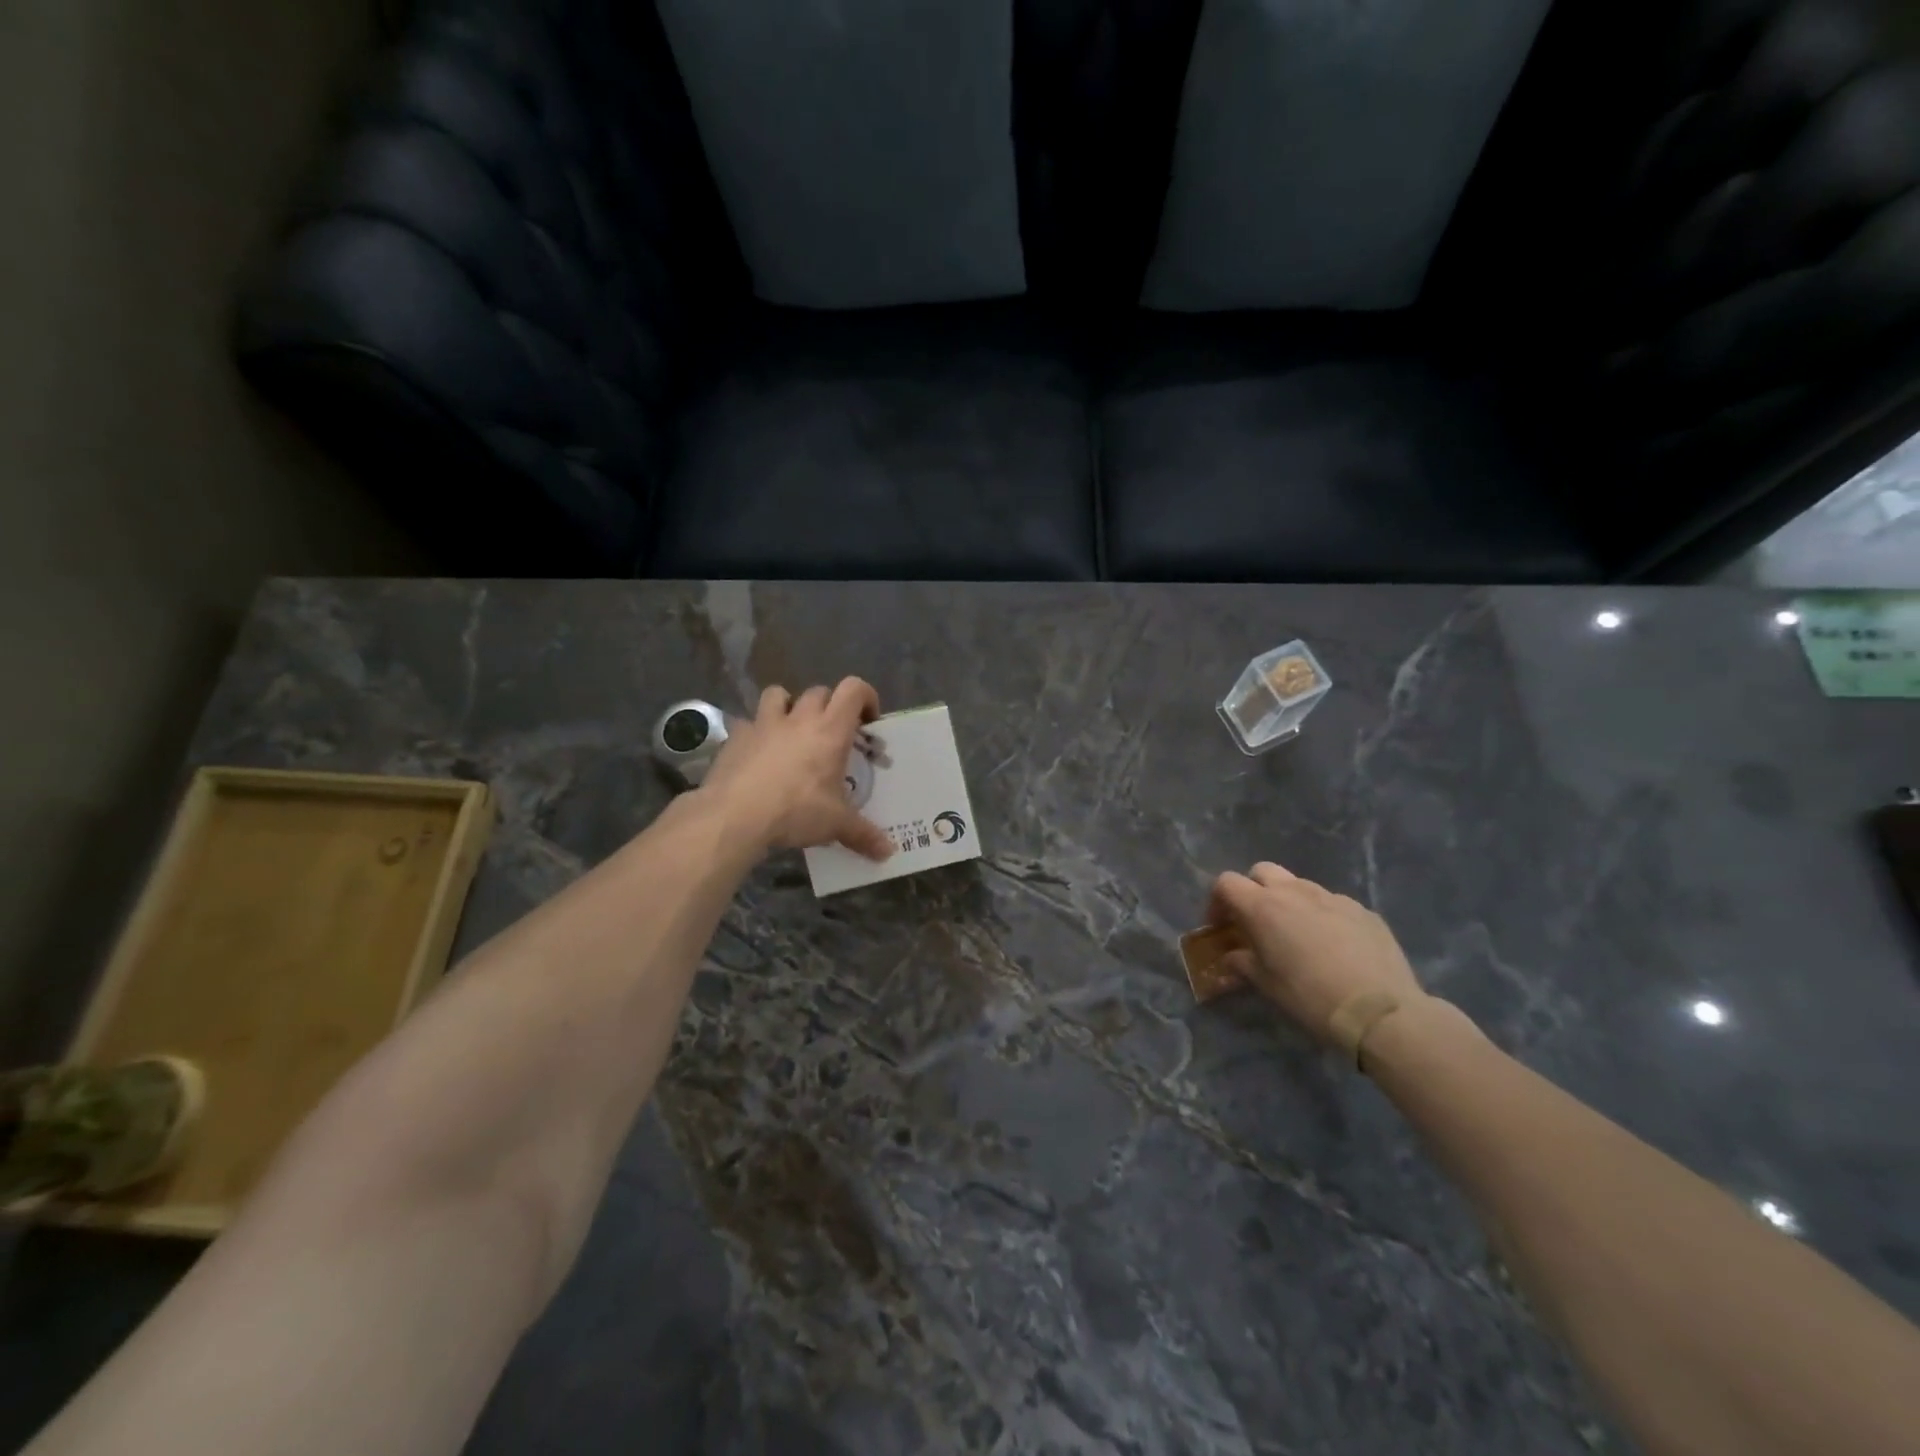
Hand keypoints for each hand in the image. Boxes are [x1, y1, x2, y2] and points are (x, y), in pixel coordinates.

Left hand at [700, 679, 893, 860]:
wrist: (734, 816)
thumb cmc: (795, 811)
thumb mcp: (836, 825)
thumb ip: (864, 835)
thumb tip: (888, 852)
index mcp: (830, 730)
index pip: (854, 690)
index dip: (866, 697)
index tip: (868, 721)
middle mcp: (799, 718)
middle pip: (819, 692)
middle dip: (830, 707)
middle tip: (833, 735)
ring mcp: (764, 723)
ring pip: (778, 694)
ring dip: (788, 705)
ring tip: (791, 730)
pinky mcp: (736, 736)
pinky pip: (748, 723)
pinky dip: (756, 732)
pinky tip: (757, 753)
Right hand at [1209, 863, 1422, 1041]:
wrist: (1379, 1010)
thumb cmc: (1309, 997)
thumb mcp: (1266, 984)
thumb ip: (1242, 963)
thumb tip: (1233, 958)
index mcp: (1263, 906)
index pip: (1226, 882)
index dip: (1218, 901)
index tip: (1221, 926)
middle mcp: (1294, 891)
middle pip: (1262, 871)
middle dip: (1253, 890)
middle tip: (1256, 921)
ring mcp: (1332, 897)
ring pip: (1299, 885)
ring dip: (1288, 901)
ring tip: (1296, 933)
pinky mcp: (1362, 910)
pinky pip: (1332, 903)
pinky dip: (1322, 915)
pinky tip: (1333, 945)